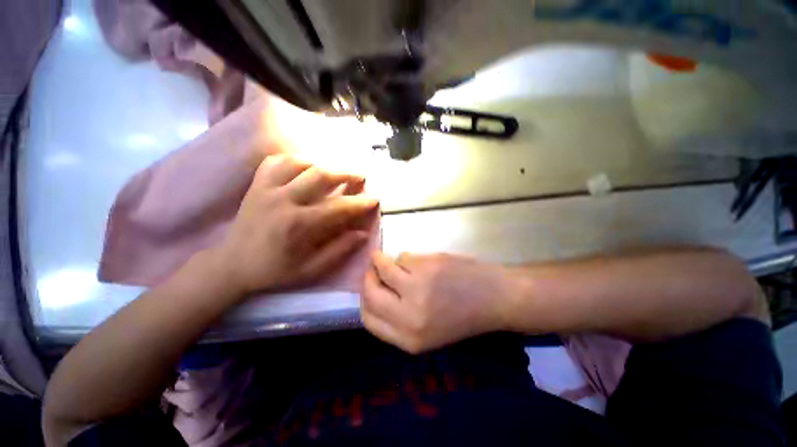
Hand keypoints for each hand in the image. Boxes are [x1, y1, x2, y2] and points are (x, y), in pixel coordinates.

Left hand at [215, 154, 377, 295]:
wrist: (231, 265)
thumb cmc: (274, 270)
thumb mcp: (311, 269)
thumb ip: (338, 250)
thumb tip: (362, 234)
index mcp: (298, 224)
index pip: (338, 207)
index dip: (359, 203)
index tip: (374, 199)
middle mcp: (283, 200)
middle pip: (320, 175)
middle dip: (345, 174)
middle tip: (360, 176)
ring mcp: (266, 189)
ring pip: (299, 163)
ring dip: (322, 164)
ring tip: (334, 172)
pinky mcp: (256, 185)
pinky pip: (275, 161)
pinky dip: (293, 160)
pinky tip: (304, 167)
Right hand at [361, 252, 519, 353]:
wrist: (494, 298)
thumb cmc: (461, 316)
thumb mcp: (427, 331)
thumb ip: (398, 318)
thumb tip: (374, 292)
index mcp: (409, 339)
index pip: (368, 319)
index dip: (364, 300)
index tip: (368, 288)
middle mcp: (409, 317)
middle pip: (370, 293)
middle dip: (368, 277)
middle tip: (373, 269)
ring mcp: (417, 289)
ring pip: (384, 268)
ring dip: (384, 261)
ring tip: (396, 261)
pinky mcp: (426, 267)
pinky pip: (404, 257)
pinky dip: (407, 257)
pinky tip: (422, 262)